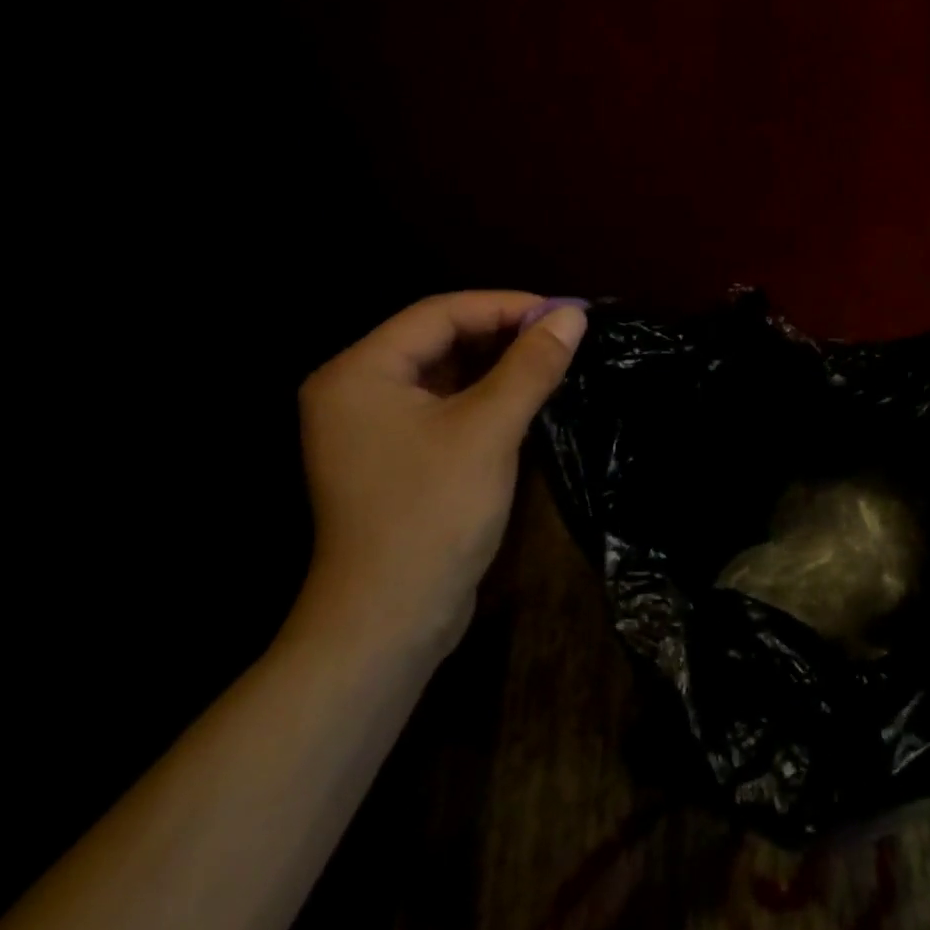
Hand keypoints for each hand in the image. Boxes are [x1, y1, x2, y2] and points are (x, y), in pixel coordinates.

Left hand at [295, 291, 586, 653]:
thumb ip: (532, 365)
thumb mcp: (489, 430)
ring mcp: (372, 427)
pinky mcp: (393, 456)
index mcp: (360, 372)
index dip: (506, 305)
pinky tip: (526, 396)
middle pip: (439, 338)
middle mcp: (356, 390)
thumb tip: (573, 314)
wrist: (388, 623)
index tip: (563, 312)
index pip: (439, 313)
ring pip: (445, 372)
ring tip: (554, 358)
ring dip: (498, 364)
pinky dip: (484, 395)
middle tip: (564, 334)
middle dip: (504, 333)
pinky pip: (444, 405)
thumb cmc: (432, 515)